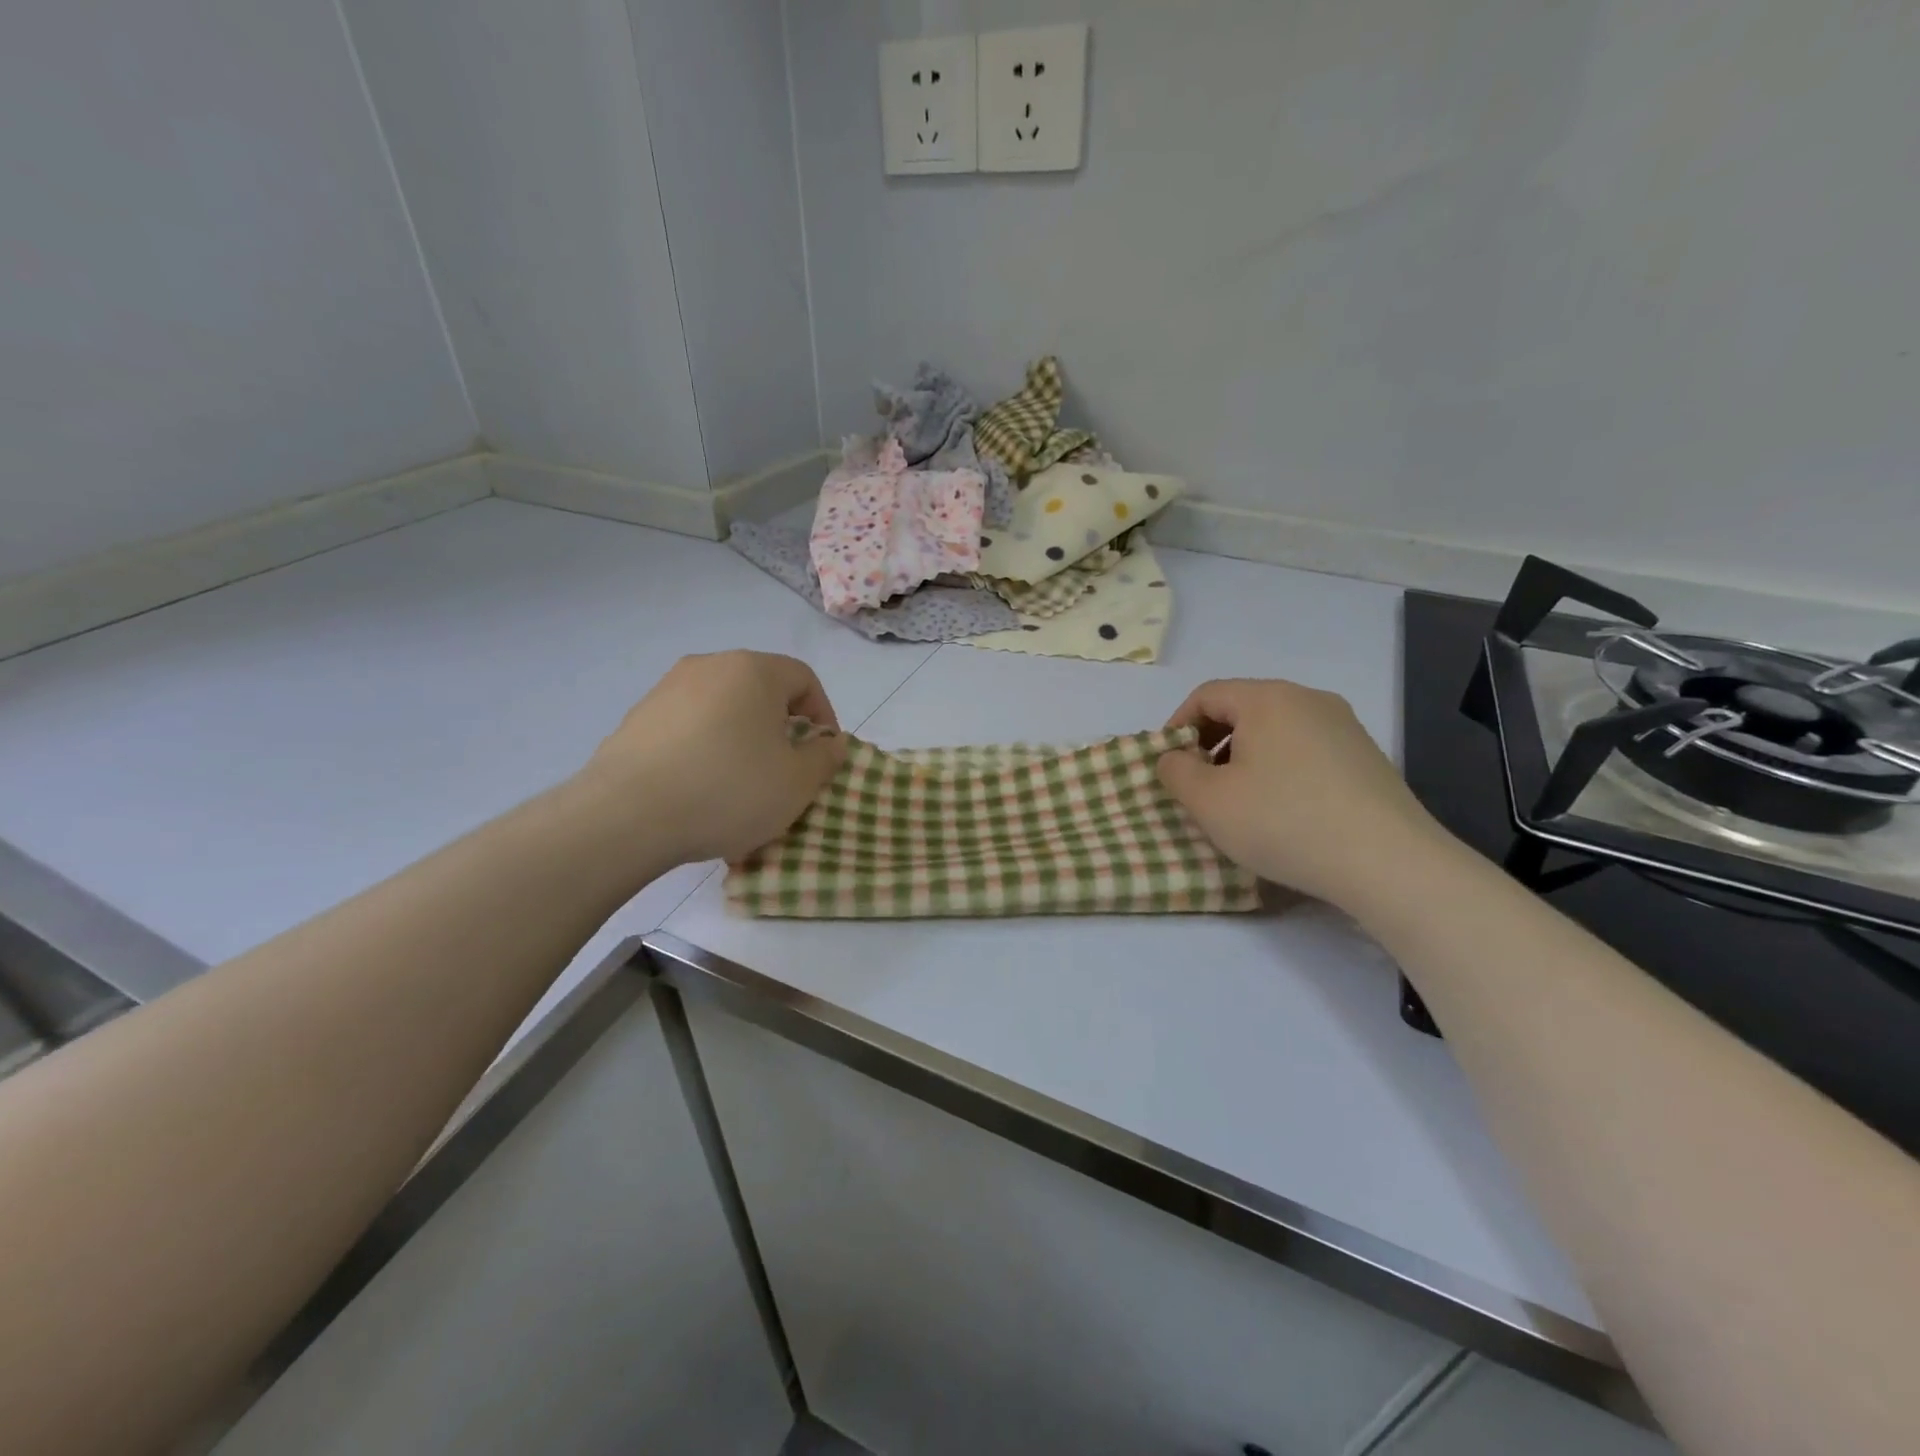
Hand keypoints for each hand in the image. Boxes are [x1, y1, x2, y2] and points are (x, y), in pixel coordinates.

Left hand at [579, 651, 847, 866]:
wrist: (627, 815)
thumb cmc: (729, 790)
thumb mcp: (797, 783)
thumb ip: (825, 758)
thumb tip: (830, 743)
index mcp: (754, 670)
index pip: (804, 678)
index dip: (823, 714)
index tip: (822, 754)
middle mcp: (709, 666)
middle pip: (761, 690)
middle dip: (781, 727)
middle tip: (785, 768)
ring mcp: (667, 689)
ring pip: (723, 708)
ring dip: (741, 738)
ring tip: (741, 783)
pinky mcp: (637, 718)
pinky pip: (688, 727)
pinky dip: (704, 748)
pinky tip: (700, 788)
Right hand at [1157, 678, 1449, 910]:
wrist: (1387, 862)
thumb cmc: (1283, 822)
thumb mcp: (1208, 801)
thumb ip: (1175, 771)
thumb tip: (1175, 757)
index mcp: (1267, 698)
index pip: (1206, 695)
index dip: (1177, 726)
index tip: (1169, 765)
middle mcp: (1309, 699)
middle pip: (1243, 709)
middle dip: (1211, 743)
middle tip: (1200, 785)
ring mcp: (1344, 726)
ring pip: (1276, 730)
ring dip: (1245, 758)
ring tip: (1240, 802)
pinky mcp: (1367, 756)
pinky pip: (1306, 750)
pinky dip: (1280, 769)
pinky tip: (1283, 811)